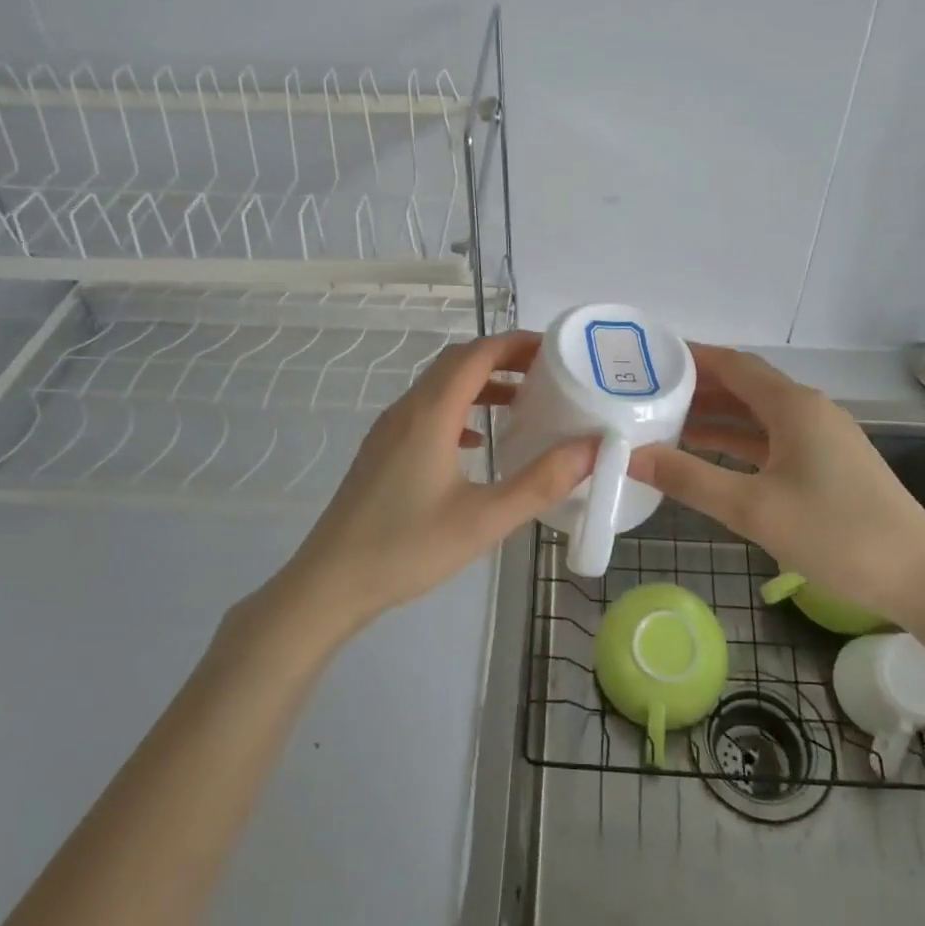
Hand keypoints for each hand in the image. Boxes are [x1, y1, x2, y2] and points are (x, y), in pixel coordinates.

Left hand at [275, 330, 596, 635]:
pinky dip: (459, 408)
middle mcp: (408, 409)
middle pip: (458, 362)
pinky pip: (426, 409)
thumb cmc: (408, 548)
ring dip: (480, 382)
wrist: (331, 582)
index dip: (517, 343)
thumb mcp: (483, 520)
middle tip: (547, 372)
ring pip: (440, 385)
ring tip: (521, 401)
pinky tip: (477, 440)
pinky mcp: (382, 449)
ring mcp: (390, 428)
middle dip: (503, 357)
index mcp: (431, 413)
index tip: (555, 349)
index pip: (477, 354)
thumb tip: (593, 449)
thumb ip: (541, 482)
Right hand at [627, 345, 924, 622]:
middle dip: (698, 386)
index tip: (649, 360)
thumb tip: (632, 455)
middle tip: (648, 393)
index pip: (733, 364)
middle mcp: (809, 409)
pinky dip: (739, 440)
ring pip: (758, 414)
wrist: (922, 579)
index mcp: (793, 406)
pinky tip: (712, 454)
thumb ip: (689, 479)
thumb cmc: (836, 535)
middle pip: (745, 385)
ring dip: (717, 415)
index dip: (691, 357)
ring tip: (667, 422)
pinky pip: (773, 438)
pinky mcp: (829, 462)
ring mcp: (823, 436)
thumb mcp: (753, 509)